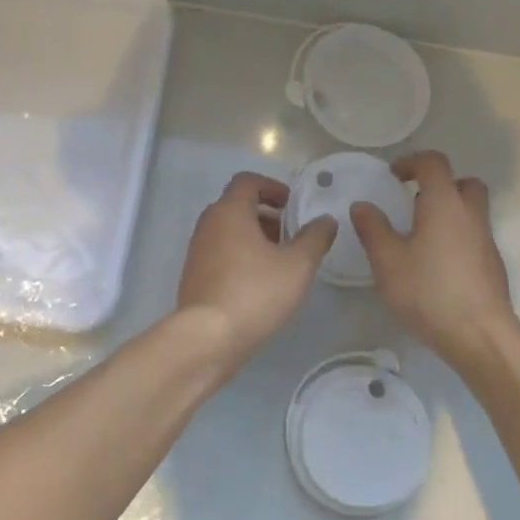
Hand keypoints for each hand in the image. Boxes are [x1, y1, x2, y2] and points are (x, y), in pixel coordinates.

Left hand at [177, 171, 337, 362]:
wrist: (208, 338)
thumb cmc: (255, 292)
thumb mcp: (297, 265)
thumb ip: (315, 238)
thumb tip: (326, 220)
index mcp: (229, 212)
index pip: (248, 181)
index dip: (273, 187)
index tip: (293, 206)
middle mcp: (208, 225)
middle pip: (237, 206)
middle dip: (267, 216)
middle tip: (292, 235)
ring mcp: (197, 252)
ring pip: (229, 232)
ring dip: (254, 238)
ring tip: (280, 262)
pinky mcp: (194, 277)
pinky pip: (220, 254)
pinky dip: (241, 257)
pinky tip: (260, 284)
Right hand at [352, 150, 516, 366]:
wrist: (479, 335)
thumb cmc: (429, 292)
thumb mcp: (388, 261)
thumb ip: (373, 229)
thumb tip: (362, 205)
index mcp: (445, 204)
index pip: (434, 163)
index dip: (412, 162)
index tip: (393, 175)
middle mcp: (471, 215)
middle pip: (463, 183)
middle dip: (439, 184)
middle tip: (414, 203)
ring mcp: (486, 241)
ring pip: (471, 211)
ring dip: (448, 212)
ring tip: (420, 237)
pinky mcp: (492, 266)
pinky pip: (474, 237)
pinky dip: (456, 238)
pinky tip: (436, 266)